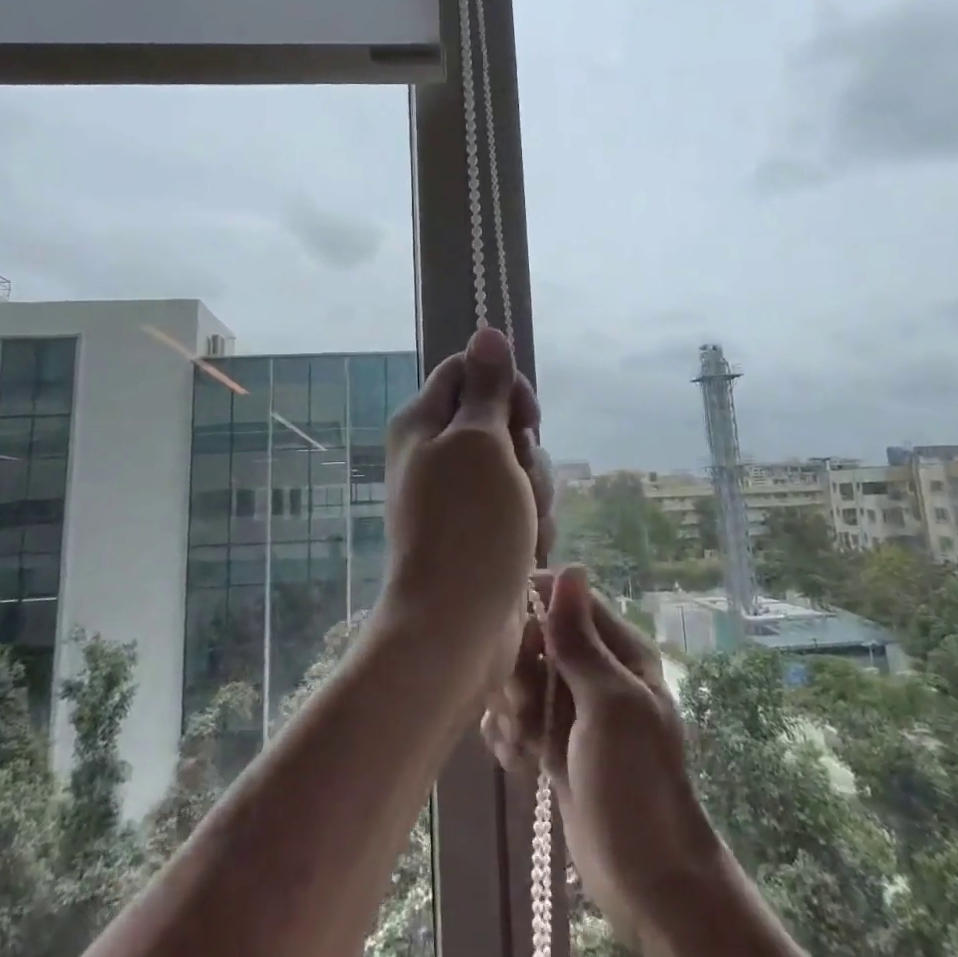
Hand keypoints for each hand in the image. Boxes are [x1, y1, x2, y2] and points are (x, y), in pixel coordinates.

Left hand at [381, 327, 550, 690]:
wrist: (457, 626)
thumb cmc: (468, 523)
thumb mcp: (480, 441)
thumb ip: (487, 387)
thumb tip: (486, 330)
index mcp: (423, 422)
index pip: (468, 371)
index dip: (504, 386)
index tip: (525, 417)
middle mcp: (436, 453)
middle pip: (501, 420)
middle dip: (526, 450)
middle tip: (519, 478)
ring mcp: (460, 495)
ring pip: (519, 466)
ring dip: (534, 492)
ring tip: (524, 525)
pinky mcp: (482, 530)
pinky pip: (520, 506)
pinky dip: (531, 523)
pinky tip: (527, 550)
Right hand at [482, 567, 721, 943]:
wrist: (647, 880)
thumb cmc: (635, 783)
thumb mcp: (609, 703)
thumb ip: (579, 638)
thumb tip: (570, 567)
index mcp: (618, 651)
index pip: (566, 600)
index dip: (533, 610)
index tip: (513, 637)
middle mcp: (594, 672)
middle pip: (533, 639)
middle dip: (518, 671)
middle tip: (526, 707)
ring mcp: (572, 710)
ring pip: (519, 681)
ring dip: (510, 709)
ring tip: (525, 742)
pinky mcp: (552, 744)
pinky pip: (515, 720)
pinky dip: (509, 737)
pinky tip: (518, 762)